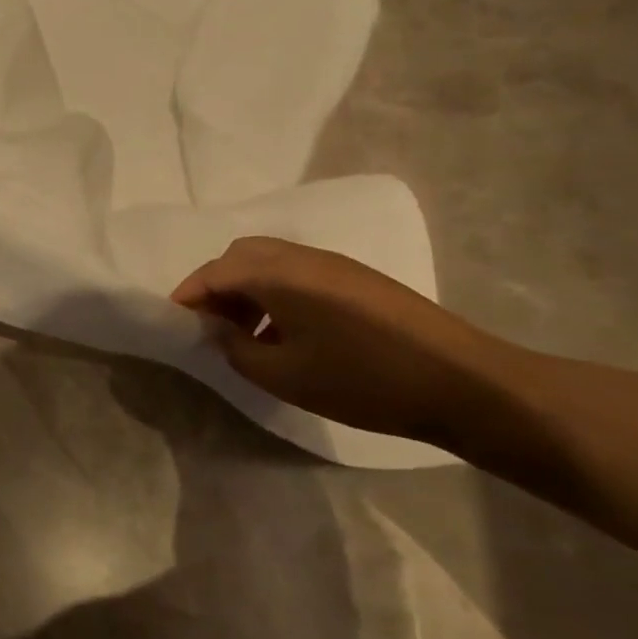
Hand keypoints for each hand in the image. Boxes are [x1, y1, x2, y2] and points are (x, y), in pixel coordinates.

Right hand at [170, 237, 510, 444]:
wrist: (462, 383)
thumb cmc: (361, 380)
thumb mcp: (283, 375)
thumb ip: (236, 348)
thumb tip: (217, 329)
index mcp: (277, 275)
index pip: (214, 272)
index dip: (189, 295)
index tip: (175, 320)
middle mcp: (302, 258)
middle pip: (241, 255)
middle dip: (217, 284)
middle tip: (210, 322)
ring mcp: (334, 264)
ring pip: (271, 261)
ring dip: (247, 288)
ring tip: (246, 333)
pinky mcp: (358, 279)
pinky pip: (298, 272)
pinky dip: (276, 292)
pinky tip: (287, 332)